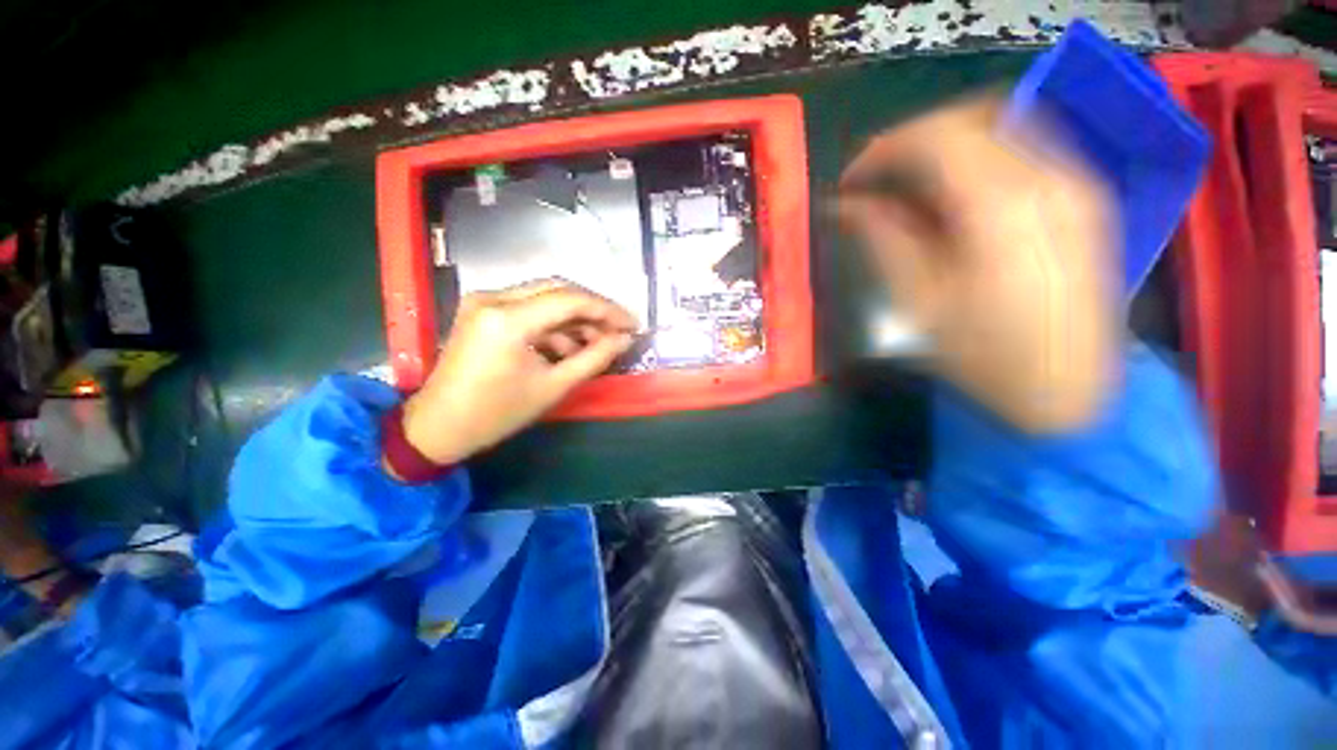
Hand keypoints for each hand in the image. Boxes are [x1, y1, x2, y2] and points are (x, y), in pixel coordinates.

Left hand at [397, 280, 635, 465]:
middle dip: (593, 310)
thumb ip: (594, 358)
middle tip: (618, 330)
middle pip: (559, 290)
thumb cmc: (496, 414)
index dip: (608, 310)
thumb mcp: (553, 387)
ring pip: (545, 297)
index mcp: (508, 320)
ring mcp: (484, 301)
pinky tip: (569, 347)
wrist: (437, 427)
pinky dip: (554, 324)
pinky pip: (529, 308)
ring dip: (574, 318)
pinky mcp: (483, 310)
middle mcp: (493, 298)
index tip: (632, 324)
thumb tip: (625, 340)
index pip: (571, 299)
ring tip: (597, 344)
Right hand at [839, 96, 1118, 432]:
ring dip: (946, 142)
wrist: (1069, 393)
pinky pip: (1026, 145)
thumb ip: (883, 238)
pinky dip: (980, 152)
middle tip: (875, 180)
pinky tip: (955, 191)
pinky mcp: (1085, 196)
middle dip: (912, 139)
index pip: (934, 138)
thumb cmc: (984, 357)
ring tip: (909, 183)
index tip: (849, 182)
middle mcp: (1048, 177)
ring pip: (1003, 123)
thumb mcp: (919, 301)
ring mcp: (1077, 182)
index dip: (881, 151)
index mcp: (1001, 207)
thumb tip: (846, 205)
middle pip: (971, 117)